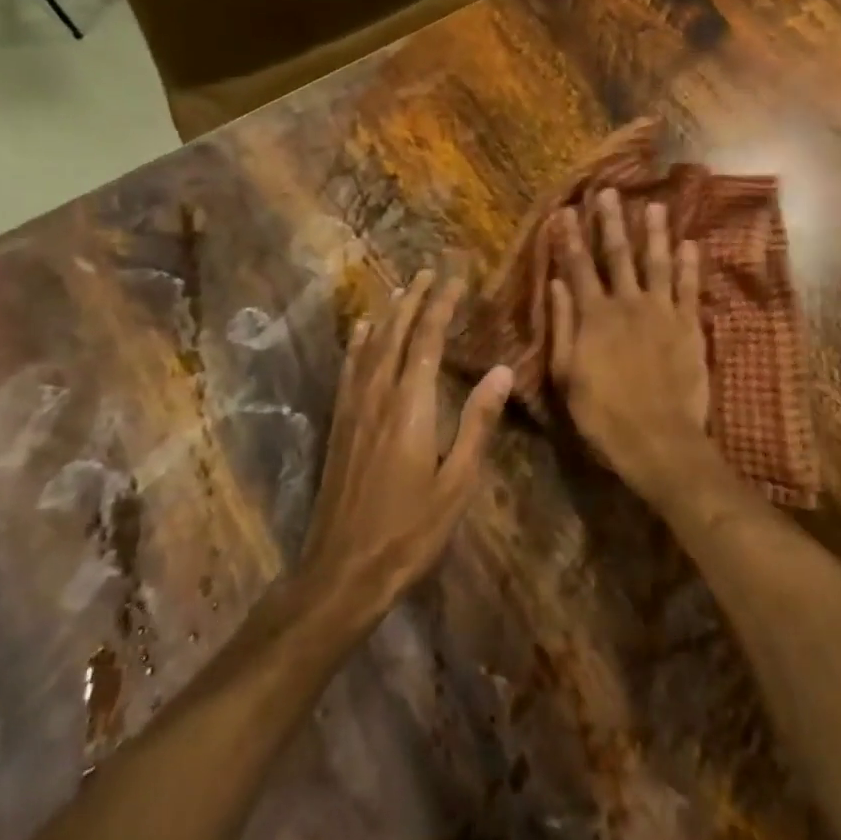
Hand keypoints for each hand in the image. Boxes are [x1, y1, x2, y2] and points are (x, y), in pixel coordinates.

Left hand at [300, 271, 512, 621]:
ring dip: (389, 313)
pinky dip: (358, 342)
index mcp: (411, 406)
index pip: (428, 340)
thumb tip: (500, 370)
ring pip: (370, 345)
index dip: (442, 305)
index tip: (455, 278)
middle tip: (430, 270)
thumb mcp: (458, 483)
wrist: (343, 569)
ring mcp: (353, 408)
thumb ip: (478, 423)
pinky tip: (361, 330)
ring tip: (403, 288)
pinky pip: (349, 368)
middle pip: (396, 333)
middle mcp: (378, 395)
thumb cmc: (410, 530)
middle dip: (415, 299)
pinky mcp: (340, 423)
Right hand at [548, 192, 713, 502]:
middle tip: (608, 191)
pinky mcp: (690, 326)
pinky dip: (690, 265)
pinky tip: (690, 244)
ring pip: (657, 262)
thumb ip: (563, 326)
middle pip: (617, 255)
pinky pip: (690, 288)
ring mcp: (663, 312)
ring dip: (654, 233)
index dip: (569, 238)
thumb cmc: (603, 415)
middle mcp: (628, 304)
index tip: (564, 211)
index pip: (578, 267)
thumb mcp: (567, 376)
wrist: (659, 440)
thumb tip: (556, 284)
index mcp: (594, 316)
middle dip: (610, 222)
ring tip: (653, 206)